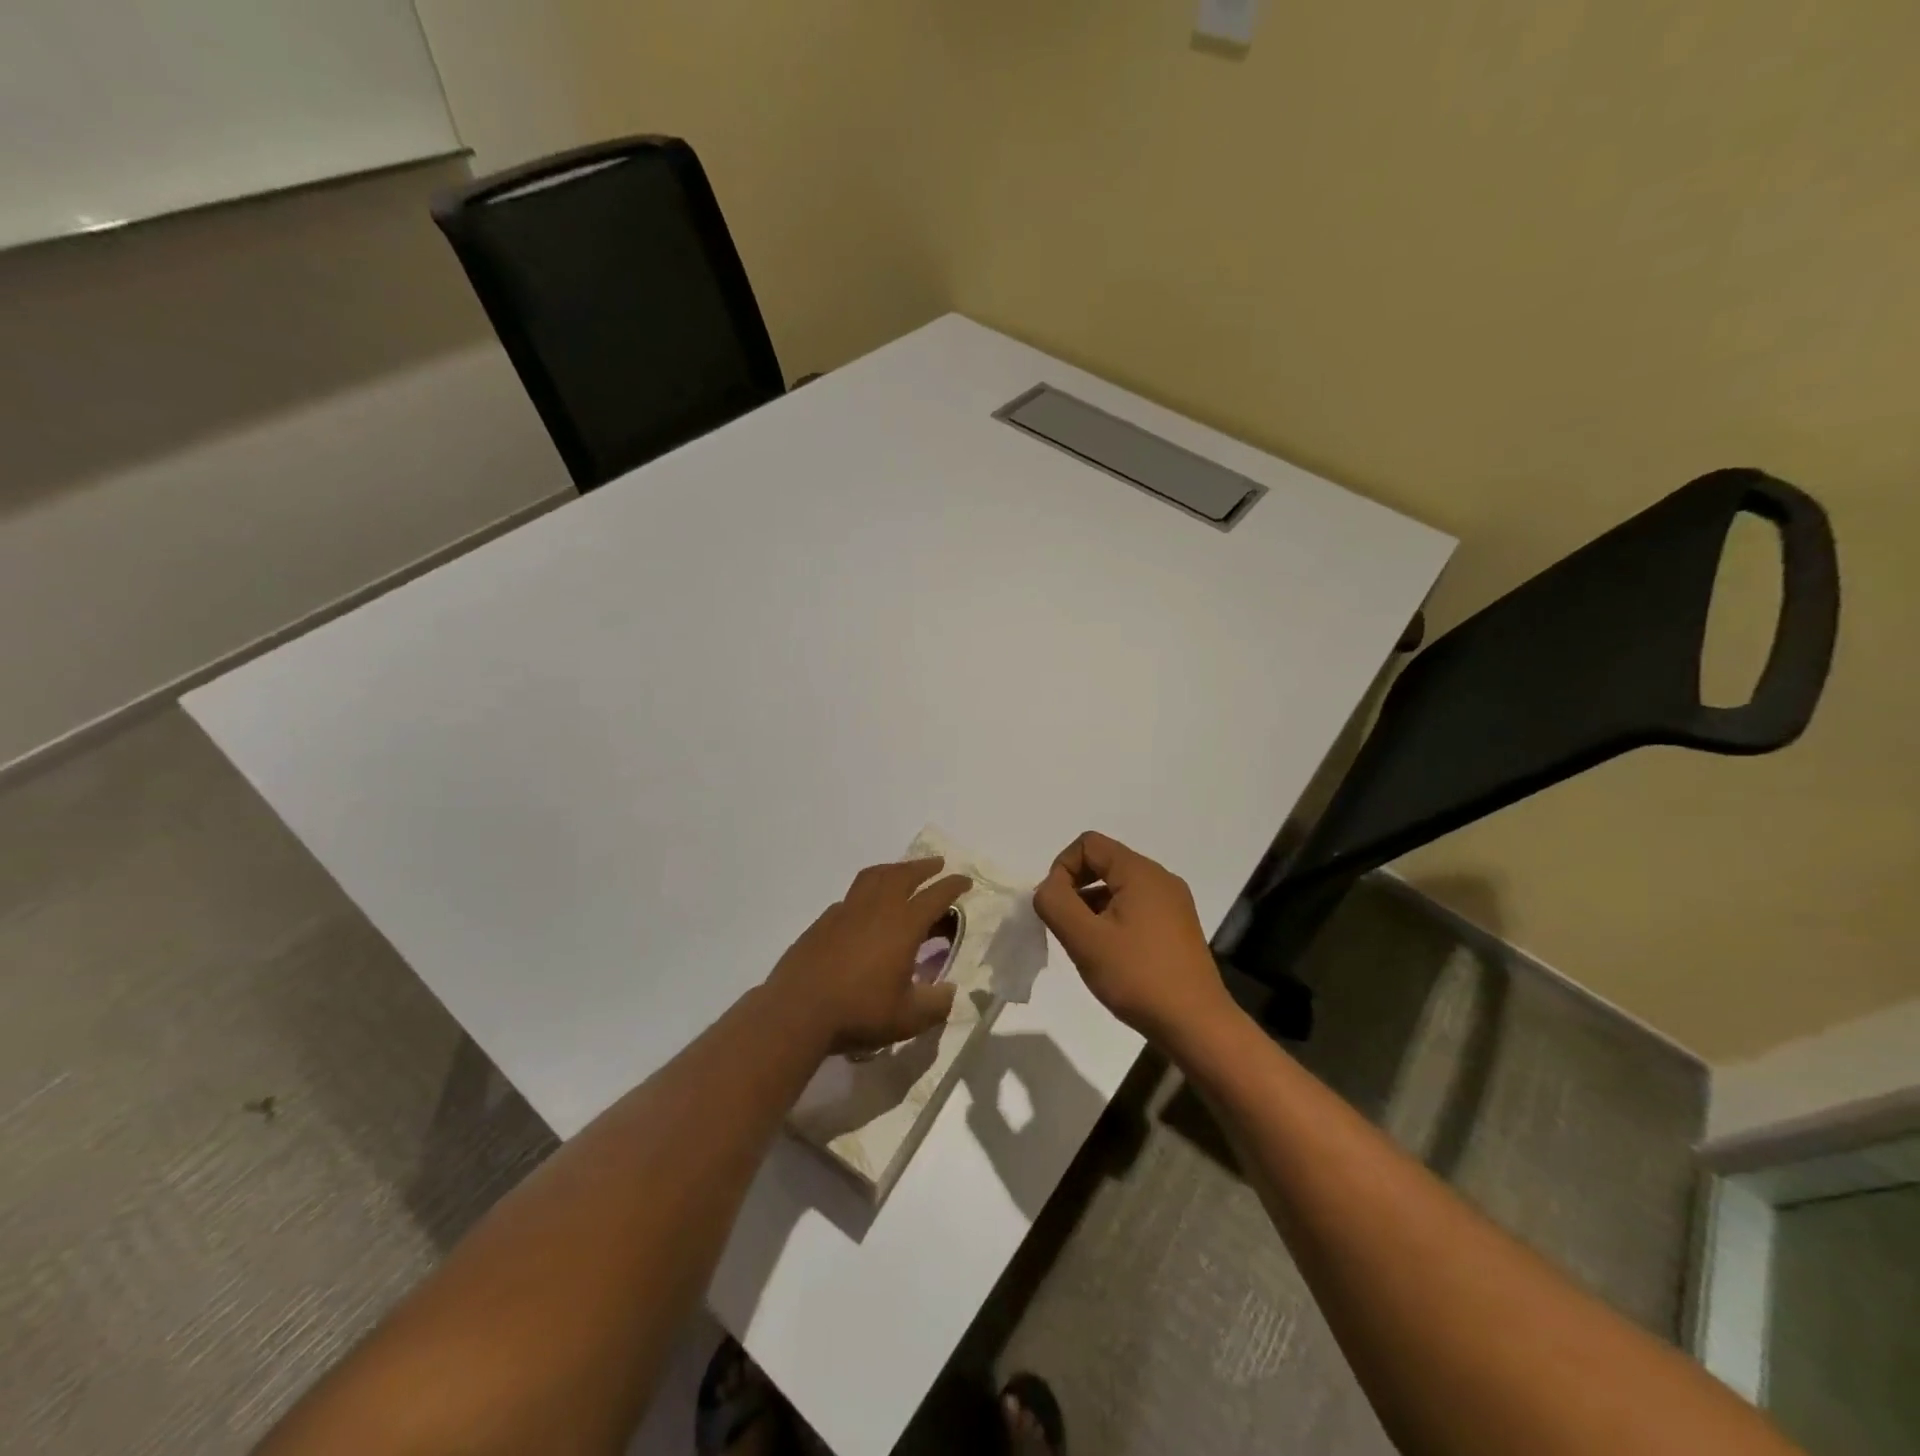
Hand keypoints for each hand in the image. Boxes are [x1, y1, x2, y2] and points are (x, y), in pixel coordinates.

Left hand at [766, 858, 971, 1055]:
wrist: (798, 1010)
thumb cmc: (859, 1011)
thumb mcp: (907, 1018)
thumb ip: (935, 1004)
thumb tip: (950, 992)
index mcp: (903, 925)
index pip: (935, 896)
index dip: (953, 885)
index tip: (965, 880)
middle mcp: (877, 908)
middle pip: (904, 875)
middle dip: (924, 867)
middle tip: (937, 864)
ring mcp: (846, 911)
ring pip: (874, 876)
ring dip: (894, 869)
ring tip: (902, 872)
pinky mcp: (824, 921)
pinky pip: (852, 896)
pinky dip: (867, 892)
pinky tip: (866, 908)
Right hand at [1033, 831, 1235, 1051]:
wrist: (1196, 1024)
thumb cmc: (1137, 976)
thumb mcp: (1084, 939)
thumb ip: (1055, 903)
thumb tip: (1048, 888)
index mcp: (1140, 872)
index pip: (1088, 844)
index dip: (1062, 868)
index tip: (1056, 906)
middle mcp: (1160, 878)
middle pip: (1104, 863)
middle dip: (1076, 888)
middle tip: (1066, 927)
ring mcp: (1173, 903)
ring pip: (1118, 887)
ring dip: (1093, 906)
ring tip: (1086, 946)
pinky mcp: (1177, 927)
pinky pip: (1135, 907)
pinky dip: (1113, 919)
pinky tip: (1110, 955)